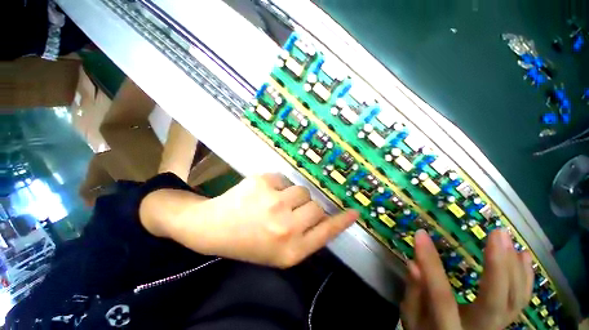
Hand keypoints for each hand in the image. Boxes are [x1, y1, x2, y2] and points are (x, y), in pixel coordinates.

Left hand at [163, 173, 358, 267]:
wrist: (213, 228)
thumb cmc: (249, 242)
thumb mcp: (280, 251)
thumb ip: (307, 236)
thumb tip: (326, 216)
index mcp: (290, 250)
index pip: (326, 232)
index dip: (342, 221)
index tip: (355, 212)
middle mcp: (285, 227)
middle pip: (316, 206)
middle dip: (306, 207)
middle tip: (289, 211)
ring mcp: (273, 202)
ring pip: (301, 190)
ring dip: (292, 196)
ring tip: (273, 203)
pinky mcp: (262, 182)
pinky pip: (283, 179)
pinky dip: (277, 186)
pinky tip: (262, 194)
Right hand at [401, 229, 533, 329]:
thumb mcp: (412, 319)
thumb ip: (414, 294)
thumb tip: (413, 264)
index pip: (440, 296)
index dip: (430, 264)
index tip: (420, 234)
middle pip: (494, 303)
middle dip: (498, 267)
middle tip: (497, 234)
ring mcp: (498, 326)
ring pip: (515, 300)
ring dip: (515, 268)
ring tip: (508, 239)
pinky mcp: (506, 319)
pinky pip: (521, 300)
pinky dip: (526, 278)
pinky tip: (524, 256)